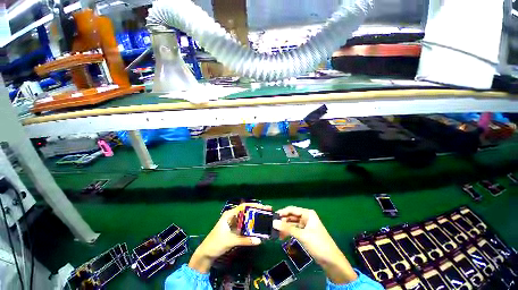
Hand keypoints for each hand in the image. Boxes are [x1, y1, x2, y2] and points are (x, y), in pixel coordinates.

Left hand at [188, 203, 269, 272]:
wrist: (206, 253)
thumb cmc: (215, 243)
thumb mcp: (230, 241)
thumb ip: (245, 240)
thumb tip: (259, 241)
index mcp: (230, 214)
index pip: (244, 206)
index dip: (253, 205)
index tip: (263, 206)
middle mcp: (232, 216)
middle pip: (246, 211)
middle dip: (256, 211)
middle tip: (267, 211)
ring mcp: (233, 223)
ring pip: (246, 218)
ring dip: (254, 218)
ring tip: (264, 218)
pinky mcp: (234, 229)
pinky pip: (244, 226)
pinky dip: (250, 226)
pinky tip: (257, 227)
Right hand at [273, 206, 357, 283]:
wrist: (331, 261)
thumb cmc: (318, 244)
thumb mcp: (302, 235)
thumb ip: (288, 228)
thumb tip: (274, 222)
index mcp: (308, 214)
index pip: (292, 210)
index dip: (282, 212)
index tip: (273, 217)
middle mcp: (306, 217)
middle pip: (292, 216)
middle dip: (283, 221)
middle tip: (273, 227)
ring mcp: (306, 225)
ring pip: (293, 223)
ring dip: (285, 228)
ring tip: (277, 233)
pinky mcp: (305, 233)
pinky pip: (295, 230)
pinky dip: (289, 232)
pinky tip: (283, 236)